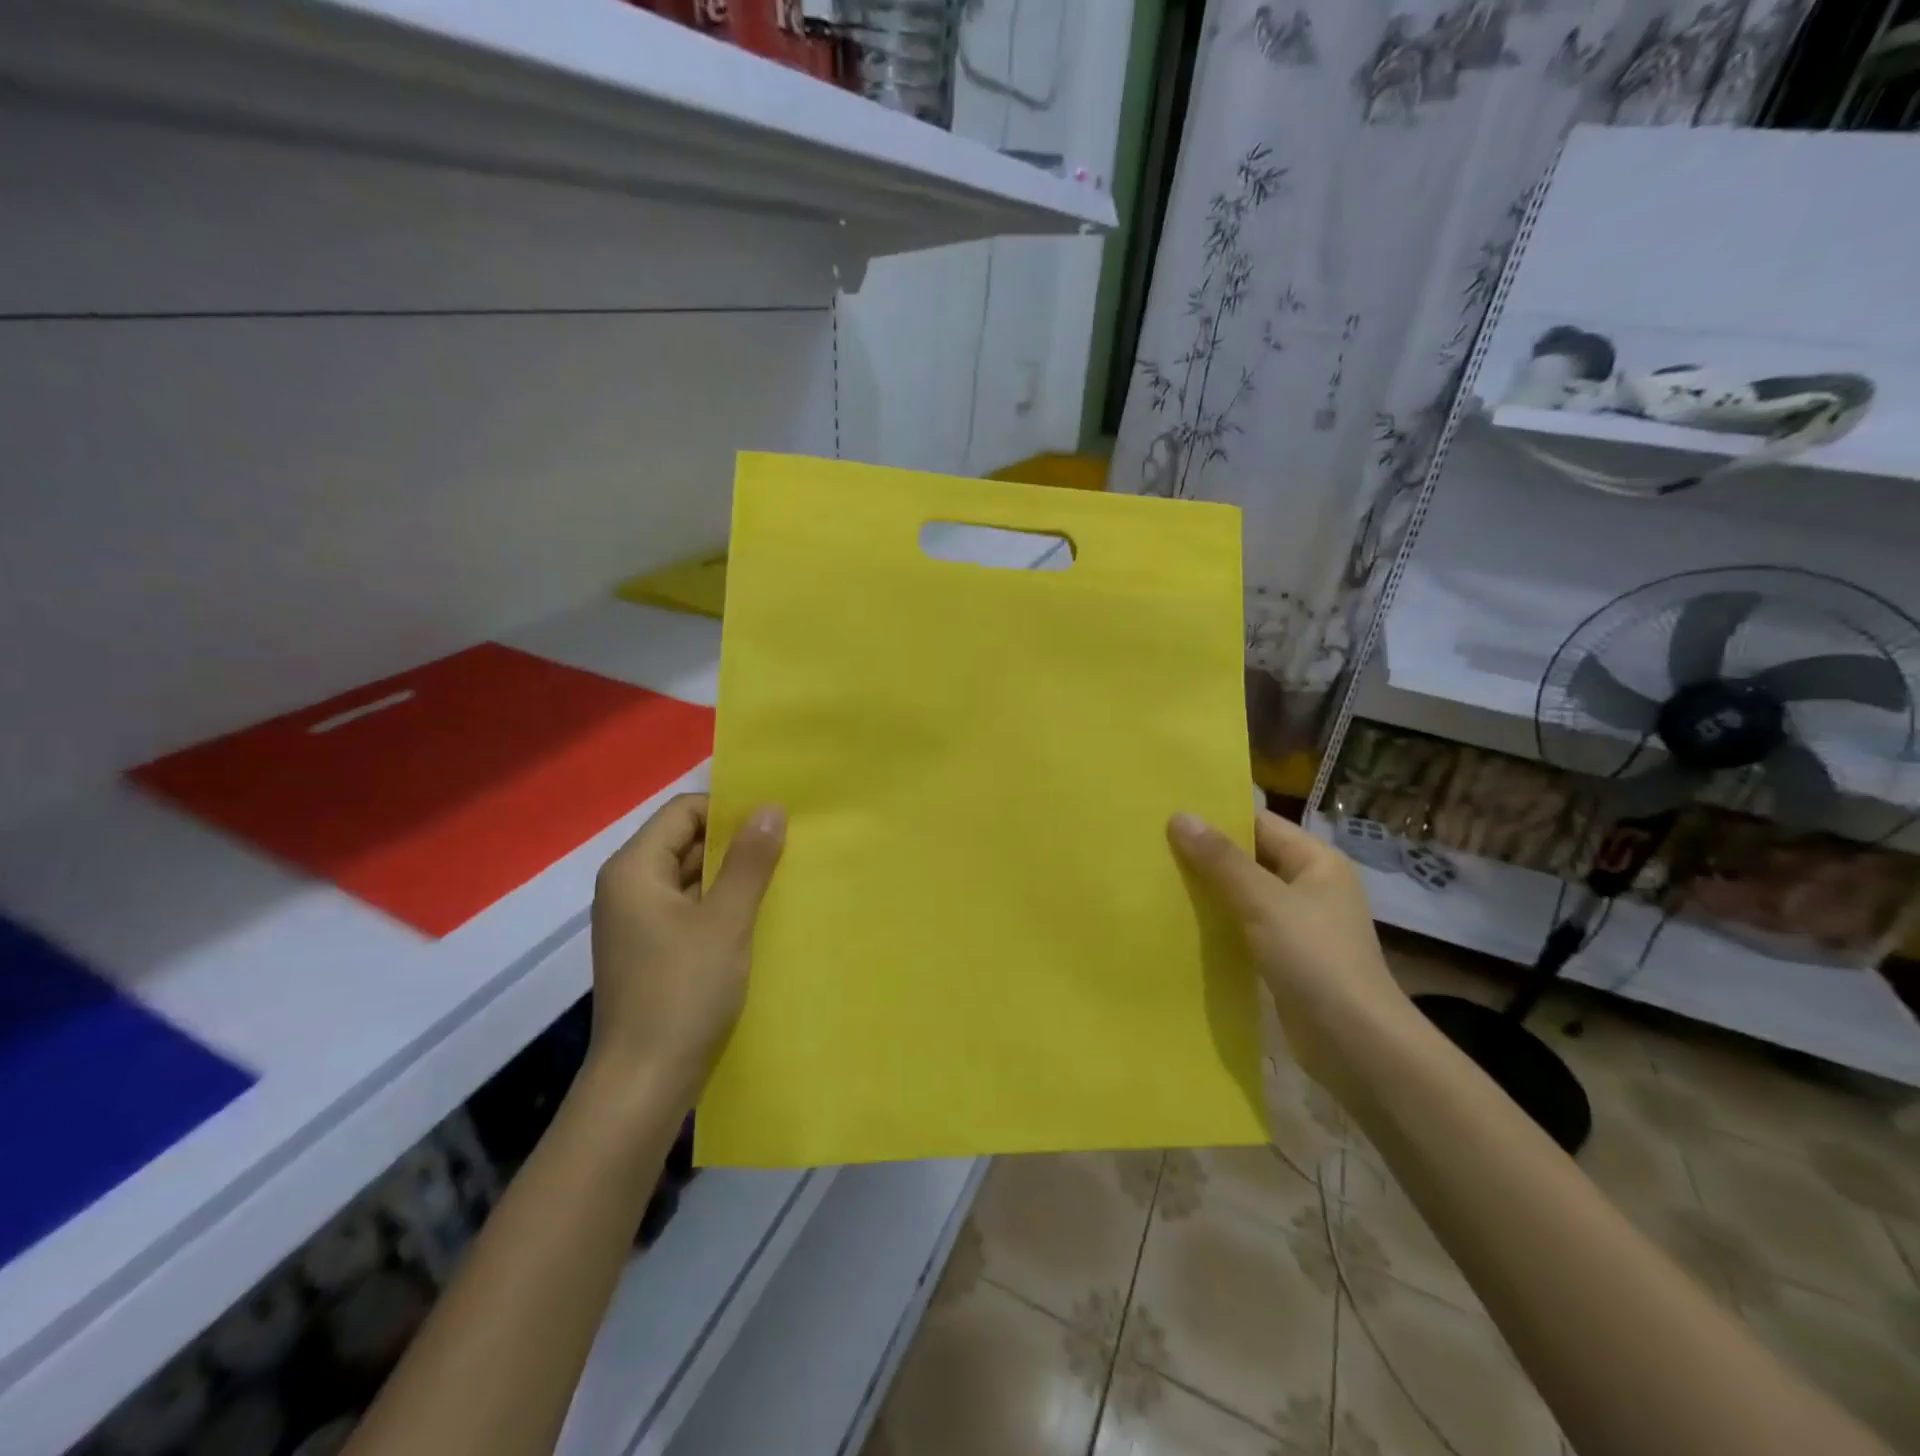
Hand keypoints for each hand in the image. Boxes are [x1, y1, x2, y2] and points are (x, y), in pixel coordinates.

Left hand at [587, 794, 784, 1105]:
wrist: (644, 1084)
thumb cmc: (683, 993)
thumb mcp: (726, 921)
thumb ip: (749, 861)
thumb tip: (769, 807)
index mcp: (635, 869)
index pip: (684, 811)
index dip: (728, 810)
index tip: (776, 823)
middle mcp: (628, 887)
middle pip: (685, 841)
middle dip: (736, 843)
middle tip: (790, 847)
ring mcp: (637, 922)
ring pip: (691, 878)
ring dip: (732, 876)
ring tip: (783, 878)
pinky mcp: (651, 951)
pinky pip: (689, 909)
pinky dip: (720, 906)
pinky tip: (759, 916)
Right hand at [1169, 809, 1415, 1094]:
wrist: (1355, 1044)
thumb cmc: (1315, 959)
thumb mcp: (1264, 902)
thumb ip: (1221, 860)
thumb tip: (1180, 816)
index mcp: (1317, 862)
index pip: (1260, 824)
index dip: (1217, 817)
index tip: (1169, 813)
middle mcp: (1310, 886)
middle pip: (1250, 858)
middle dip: (1206, 854)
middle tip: (1153, 845)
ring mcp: (1299, 925)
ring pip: (1244, 895)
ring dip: (1209, 890)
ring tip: (1157, 878)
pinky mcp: (1285, 958)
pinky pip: (1244, 927)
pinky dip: (1218, 922)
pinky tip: (1180, 921)